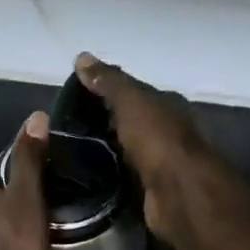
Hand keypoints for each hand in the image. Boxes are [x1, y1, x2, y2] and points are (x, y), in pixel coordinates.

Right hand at [75, 52, 244, 249]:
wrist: (179, 193)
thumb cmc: (158, 140)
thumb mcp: (131, 102)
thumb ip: (108, 82)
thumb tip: (81, 57)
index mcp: (166, 106)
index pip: (134, 94)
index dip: (108, 93)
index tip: (77, 99)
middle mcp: (167, 132)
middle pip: (132, 123)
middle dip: (106, 124)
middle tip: (70, 129)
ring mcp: (161, 163)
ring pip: (128, 152)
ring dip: (108, 152)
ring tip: (74, 154)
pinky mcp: (152, 191)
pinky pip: (127, 177)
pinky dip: (111, 176)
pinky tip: (90, 178)